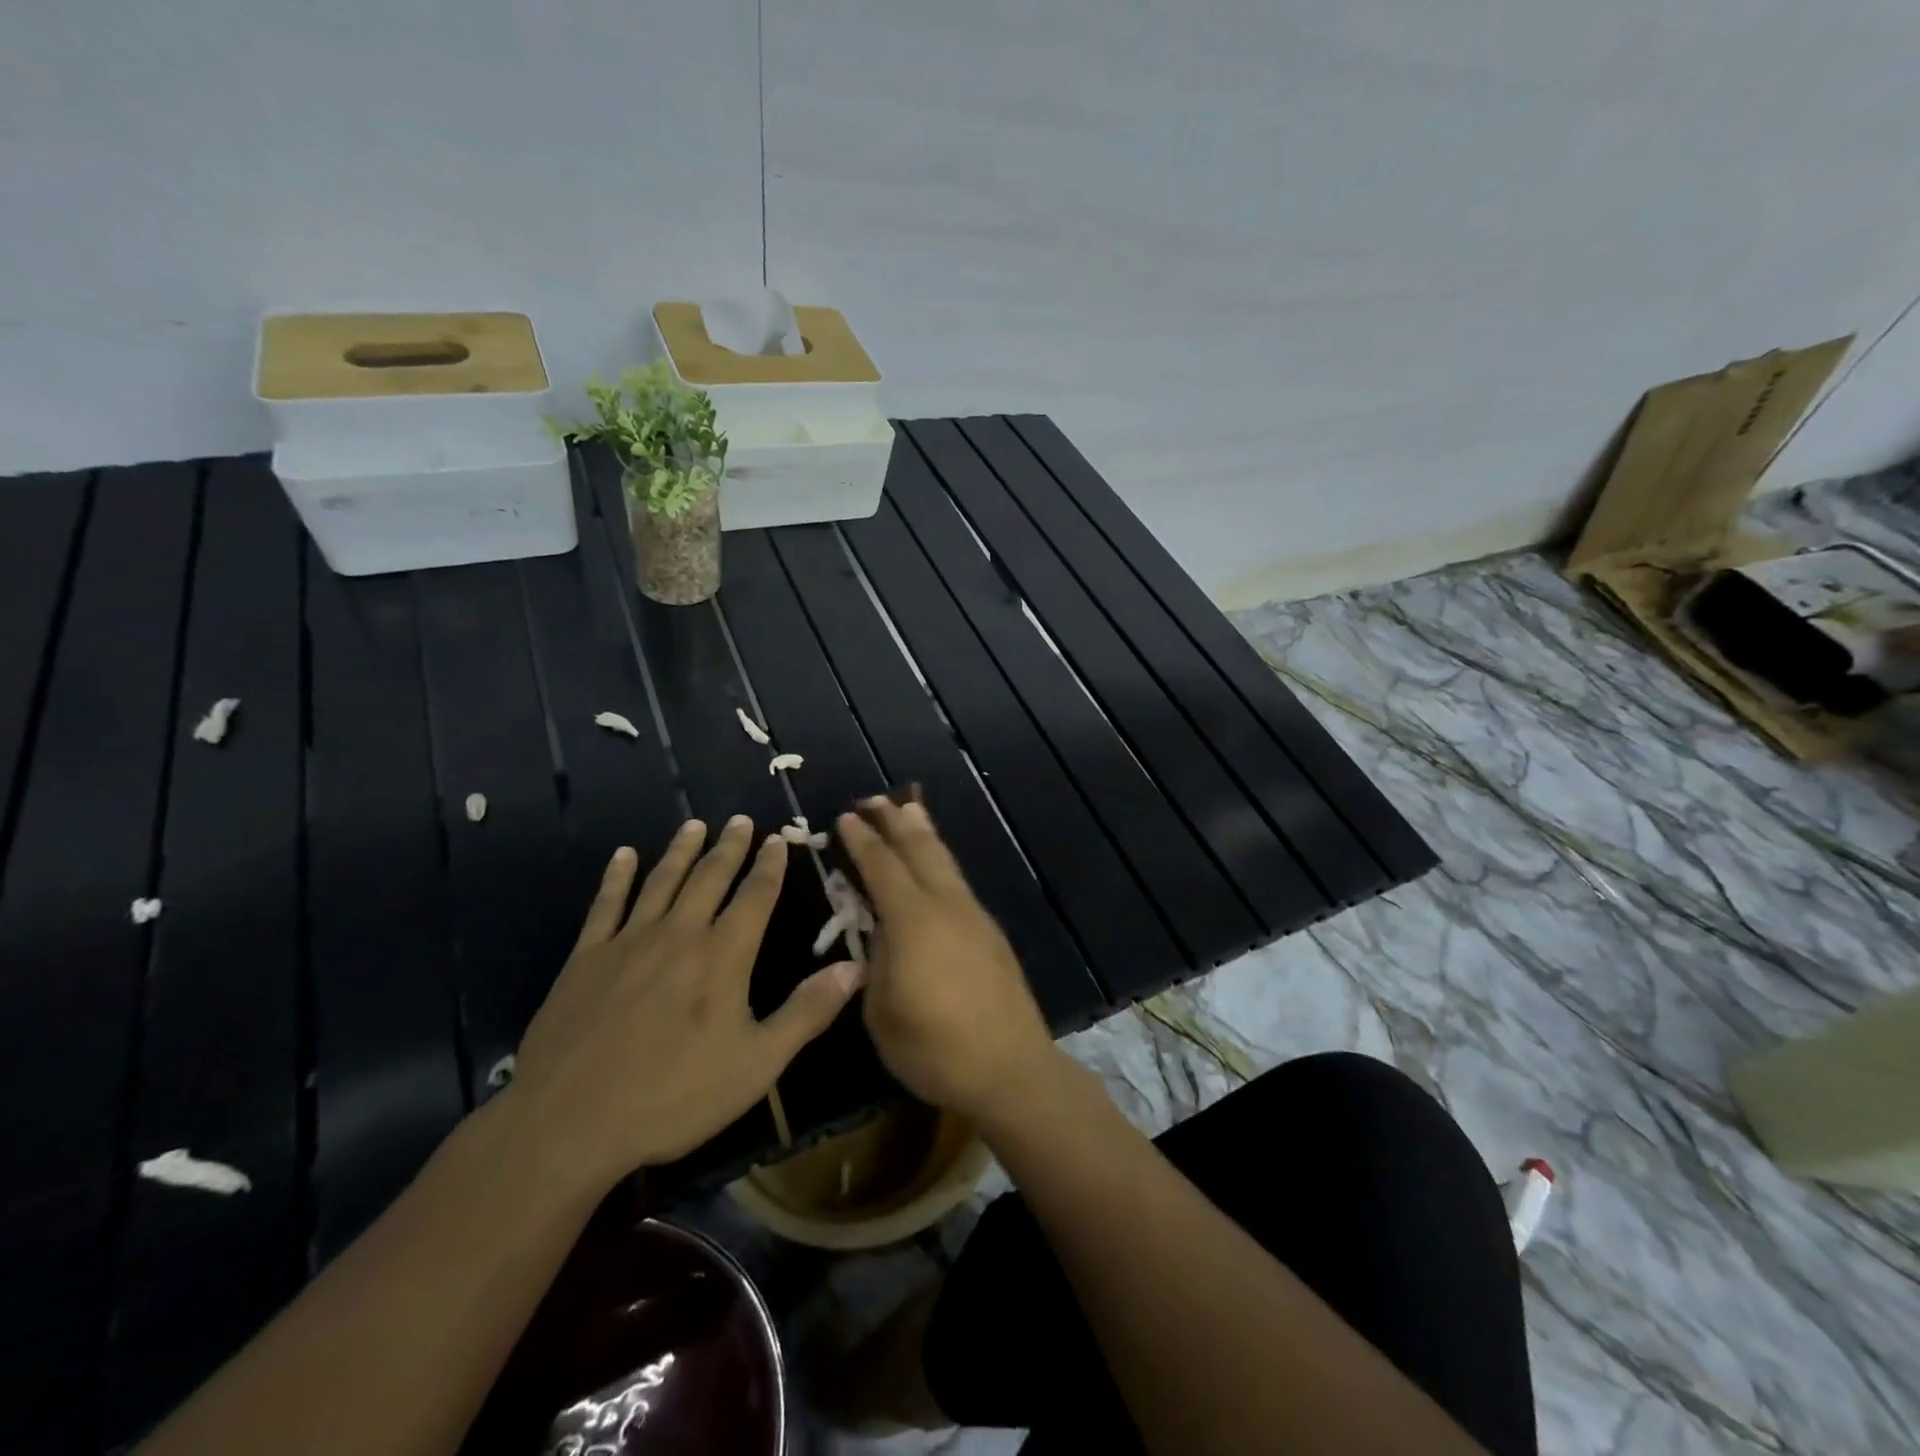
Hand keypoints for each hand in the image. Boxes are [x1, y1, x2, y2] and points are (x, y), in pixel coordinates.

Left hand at [506, 817, 863, 1189]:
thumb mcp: (757, 1064)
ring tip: (694, 824)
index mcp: (723, 955)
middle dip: (729, 846)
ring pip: (661, 881)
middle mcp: (679, 934)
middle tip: (740, 819)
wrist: (569, 1121)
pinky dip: (617, 877)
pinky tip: (623, 856)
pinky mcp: (586, 958)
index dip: (770, 865)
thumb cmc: (673, 1096)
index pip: (755, 895)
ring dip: (681, 850)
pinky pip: (606, 904)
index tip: (778, 838)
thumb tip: (855, 968)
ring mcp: (628, 942)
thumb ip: (807, 1012)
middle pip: (709, 877)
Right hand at [837, 798, 1059, 1124]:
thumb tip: (879, 931)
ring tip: (910, 810)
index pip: (881, 867)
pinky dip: (941, 861)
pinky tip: (936, 866)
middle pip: (919, 850)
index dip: (861, 841)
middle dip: (895, 821)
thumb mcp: (881, 1010)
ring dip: (923, 833)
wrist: (1010, 1067)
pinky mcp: (990, 932)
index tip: (844, 818)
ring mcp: (973, 916)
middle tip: (874, 799)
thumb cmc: (934, 1047)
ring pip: (945, 861)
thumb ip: (876, 960)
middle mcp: (945, 905)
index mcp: (912, 920)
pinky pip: (958, 881)